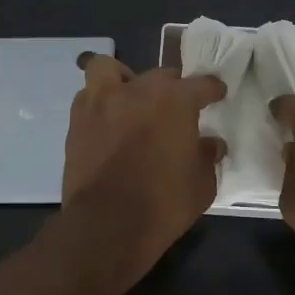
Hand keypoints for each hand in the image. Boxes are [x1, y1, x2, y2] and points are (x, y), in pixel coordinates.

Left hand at [61, 56, 227, 272]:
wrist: (107, 225)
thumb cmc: (163, 204)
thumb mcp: (201, 185)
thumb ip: (207, 157)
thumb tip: (211, 144)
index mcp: (175, 101)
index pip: (201, 84)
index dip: (212, 89)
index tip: (217, 93)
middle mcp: (138, 91)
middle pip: (160, 76)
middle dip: (172, 88)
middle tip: (175, 109)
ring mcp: (102, 102)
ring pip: (110, 69)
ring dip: (124, 80)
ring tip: (131, 99)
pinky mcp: (77, 121)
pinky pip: (89, 96)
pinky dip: (100, 102)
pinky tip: (108, 121)